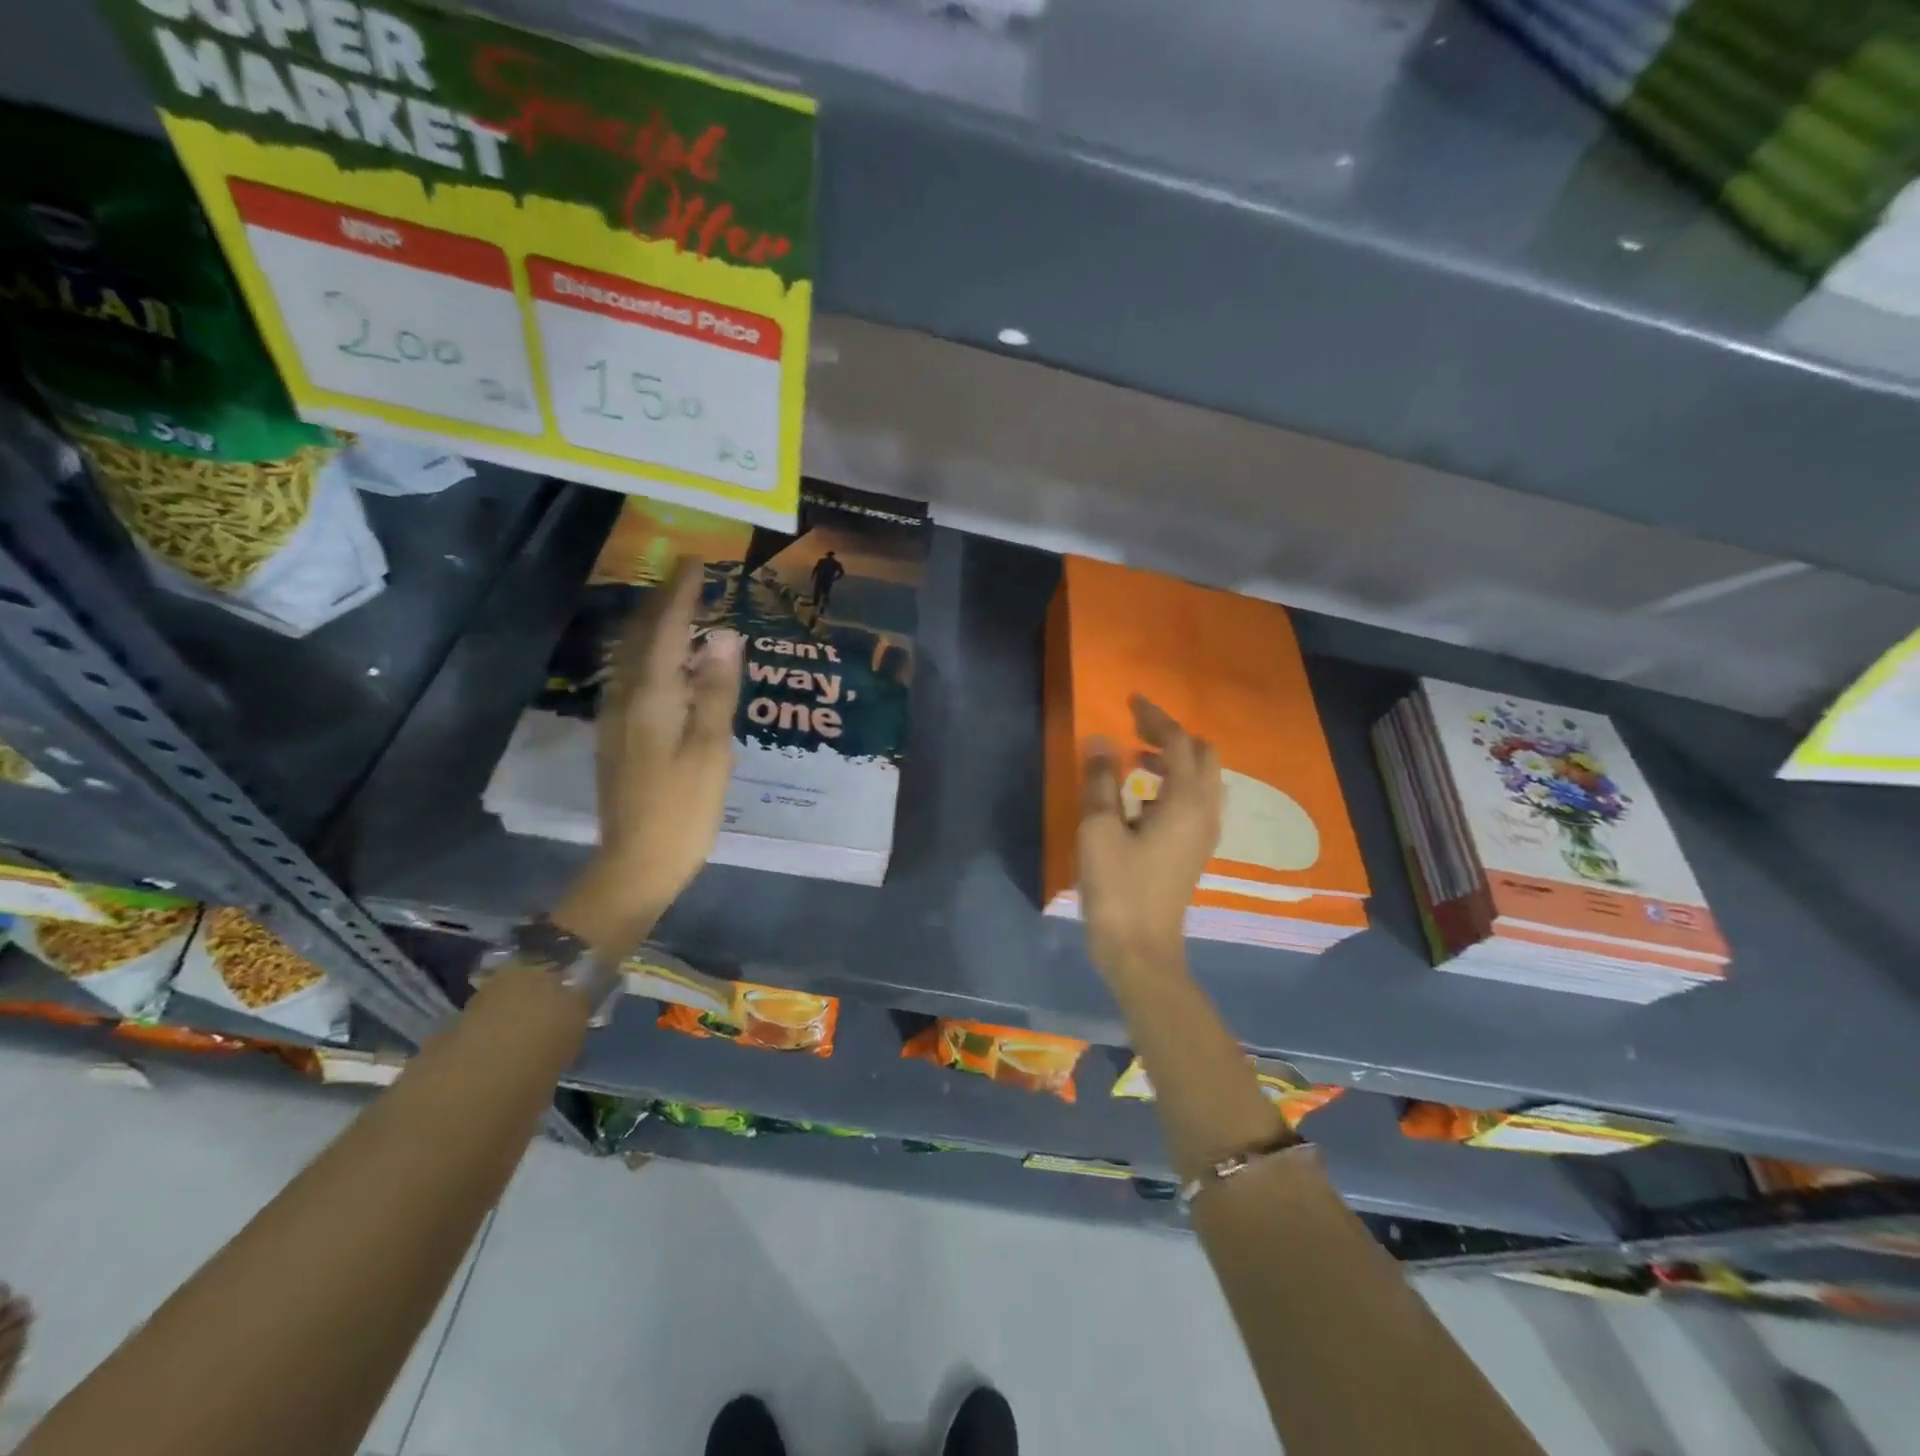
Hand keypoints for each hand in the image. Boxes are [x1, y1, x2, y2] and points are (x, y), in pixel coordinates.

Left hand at [554, 559, 741, 954]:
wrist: (636, 863)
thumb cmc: (683, 809)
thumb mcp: (711, 750)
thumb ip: (717, 691)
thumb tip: (725, 636)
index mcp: (651, 696)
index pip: (665, 629)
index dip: (681, 594)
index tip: (696, 562)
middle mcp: (625, 698)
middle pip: (640, 637)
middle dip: (662, 603)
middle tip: (688, 579)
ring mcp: (617, 719)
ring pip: (632, 657)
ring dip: (654, 628)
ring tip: (681, 612)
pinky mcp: (619, 737)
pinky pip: (634, 678)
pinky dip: (652, 657)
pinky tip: (669, 666)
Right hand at [1077, 696, 1221, 974]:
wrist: (1141, 950)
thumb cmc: (1118, 888)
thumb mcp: (1100, 830)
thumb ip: (1101, 781)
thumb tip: (1099, 740)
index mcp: (1186, 801)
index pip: (1178, 742)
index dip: (1155, 717)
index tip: (1130, 700)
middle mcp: (1205, 812)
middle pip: (1202, 756)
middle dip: (1171, 736)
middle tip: (1135, 730)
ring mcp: (1204, 834)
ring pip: (1202, 780)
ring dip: (1174, 761)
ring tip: (1134, 762)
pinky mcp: (1195, 851)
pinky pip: (1195, 802)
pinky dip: (1174, 786)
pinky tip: (1141, 800)